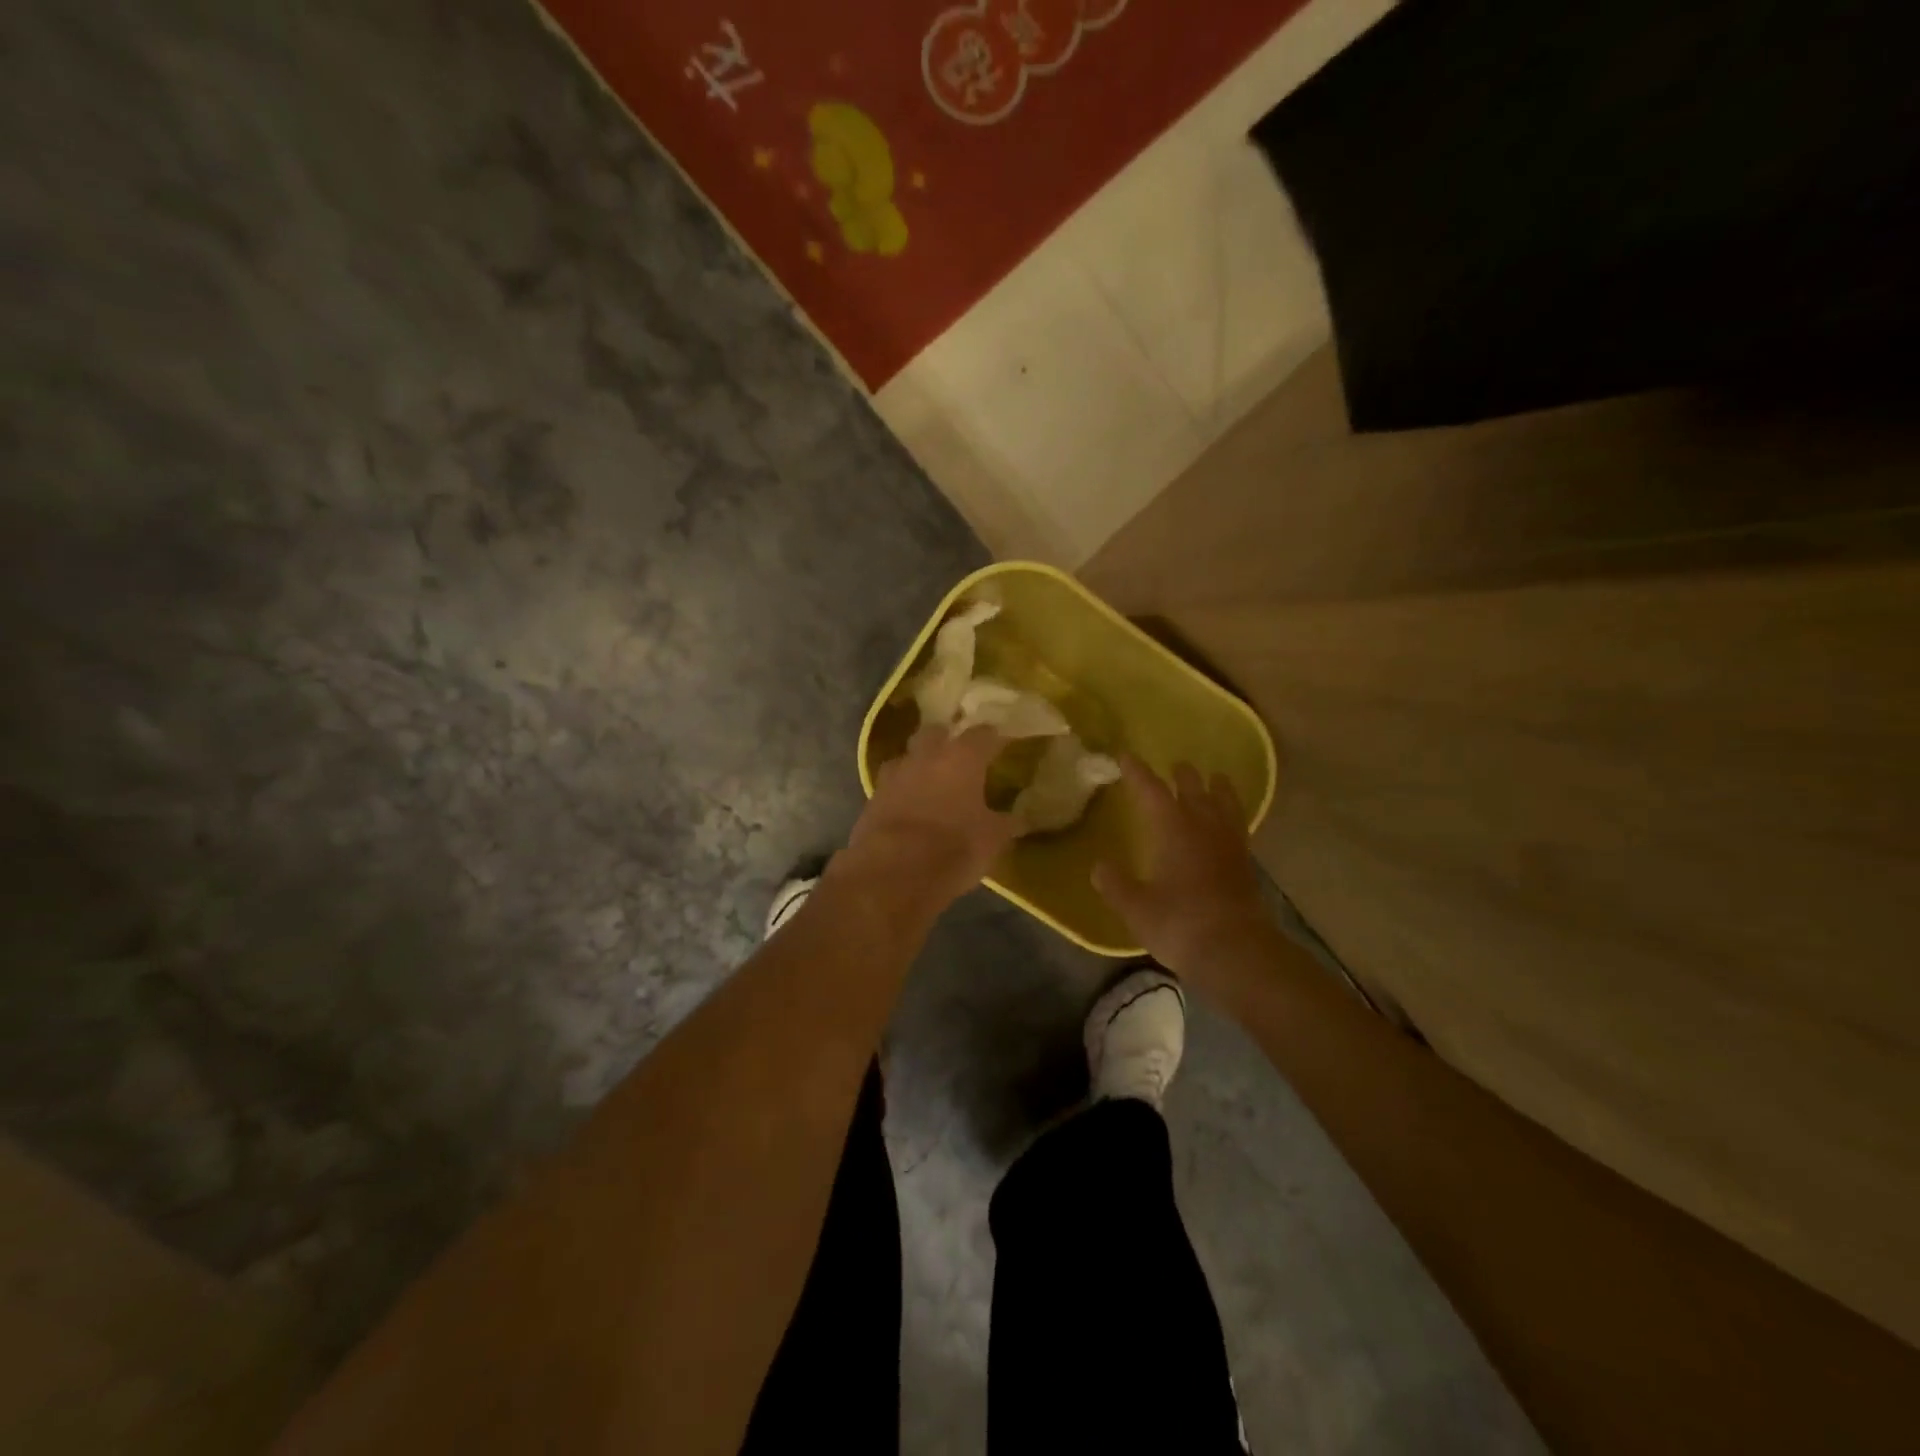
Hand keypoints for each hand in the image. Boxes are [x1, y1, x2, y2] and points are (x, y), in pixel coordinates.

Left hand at [844, 725, 1018, 911]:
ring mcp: (894, 775)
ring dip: (918, 765)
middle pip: (935, 733)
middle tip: (959, 756)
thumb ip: (1005, 823)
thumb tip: (1018, 818)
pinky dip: (901, 792)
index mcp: (961, 758)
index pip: (982, 734)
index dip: (993, 738)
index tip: (1000, 743)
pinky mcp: (872, 798)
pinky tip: (909, 807)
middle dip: (947, 740)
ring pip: (907, 757)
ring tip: (930, 782)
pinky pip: (891, 786)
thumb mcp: (992, 840)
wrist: (893, 872)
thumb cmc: (954, 848)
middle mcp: (926, 756)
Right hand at [1093, 757, 1270, 977]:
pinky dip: (1232, 814)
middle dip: (1182, 775)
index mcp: (1173, 829)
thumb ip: (1116, 885)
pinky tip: (1228, 823)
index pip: (1152, 790)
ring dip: (1217, 788)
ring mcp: (1230, 844)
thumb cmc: (1179, 924)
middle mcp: (1204, 827)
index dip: (1137, 772)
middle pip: (1194, 788)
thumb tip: (1099, 867)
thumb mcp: (1136, 908)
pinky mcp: (1246, 864)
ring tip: (1215, 779)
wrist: (1236, 951)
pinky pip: (1238, 826)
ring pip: (1225, 803)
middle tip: (1174, 766)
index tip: (1126, 756)